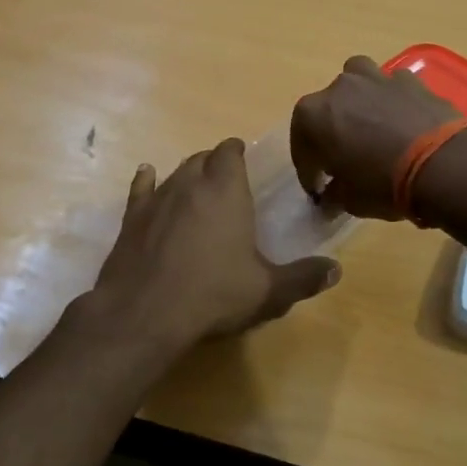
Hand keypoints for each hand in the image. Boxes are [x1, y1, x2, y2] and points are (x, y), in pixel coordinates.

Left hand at [85, 138, 340, 355]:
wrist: (144, 313)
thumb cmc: (213, 295)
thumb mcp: (267, 291)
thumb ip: (303, 278)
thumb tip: (336, 269)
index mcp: (225, 191)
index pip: (230, 152)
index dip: (237, 151)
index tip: (244, 158)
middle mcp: (189, 184)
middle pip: (202, 158)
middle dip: (214, 163)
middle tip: (226, 179)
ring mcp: (156, 199)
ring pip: (174, 172)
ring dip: (187, 174)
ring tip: (196, 184)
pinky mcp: (131, 219)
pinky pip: (141, 189)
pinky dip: (147, 181)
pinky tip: (147, 175)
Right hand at [289, 56, 465, 218]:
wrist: (444, 163)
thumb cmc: (384, 184)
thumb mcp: (350, 200)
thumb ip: (334, 194)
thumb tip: (330, 195)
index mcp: (313, 116)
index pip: (302, 147)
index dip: (309, 171)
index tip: (318, 189)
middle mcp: (339, 88)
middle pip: (327, 109)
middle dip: (331, 132)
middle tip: (344, 159)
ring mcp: (376, 78)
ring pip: (358, 84)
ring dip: (359, 102)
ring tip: (370, 126)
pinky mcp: (411, 79)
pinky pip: (392, 88)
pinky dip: (392, 102)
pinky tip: (402, 123)